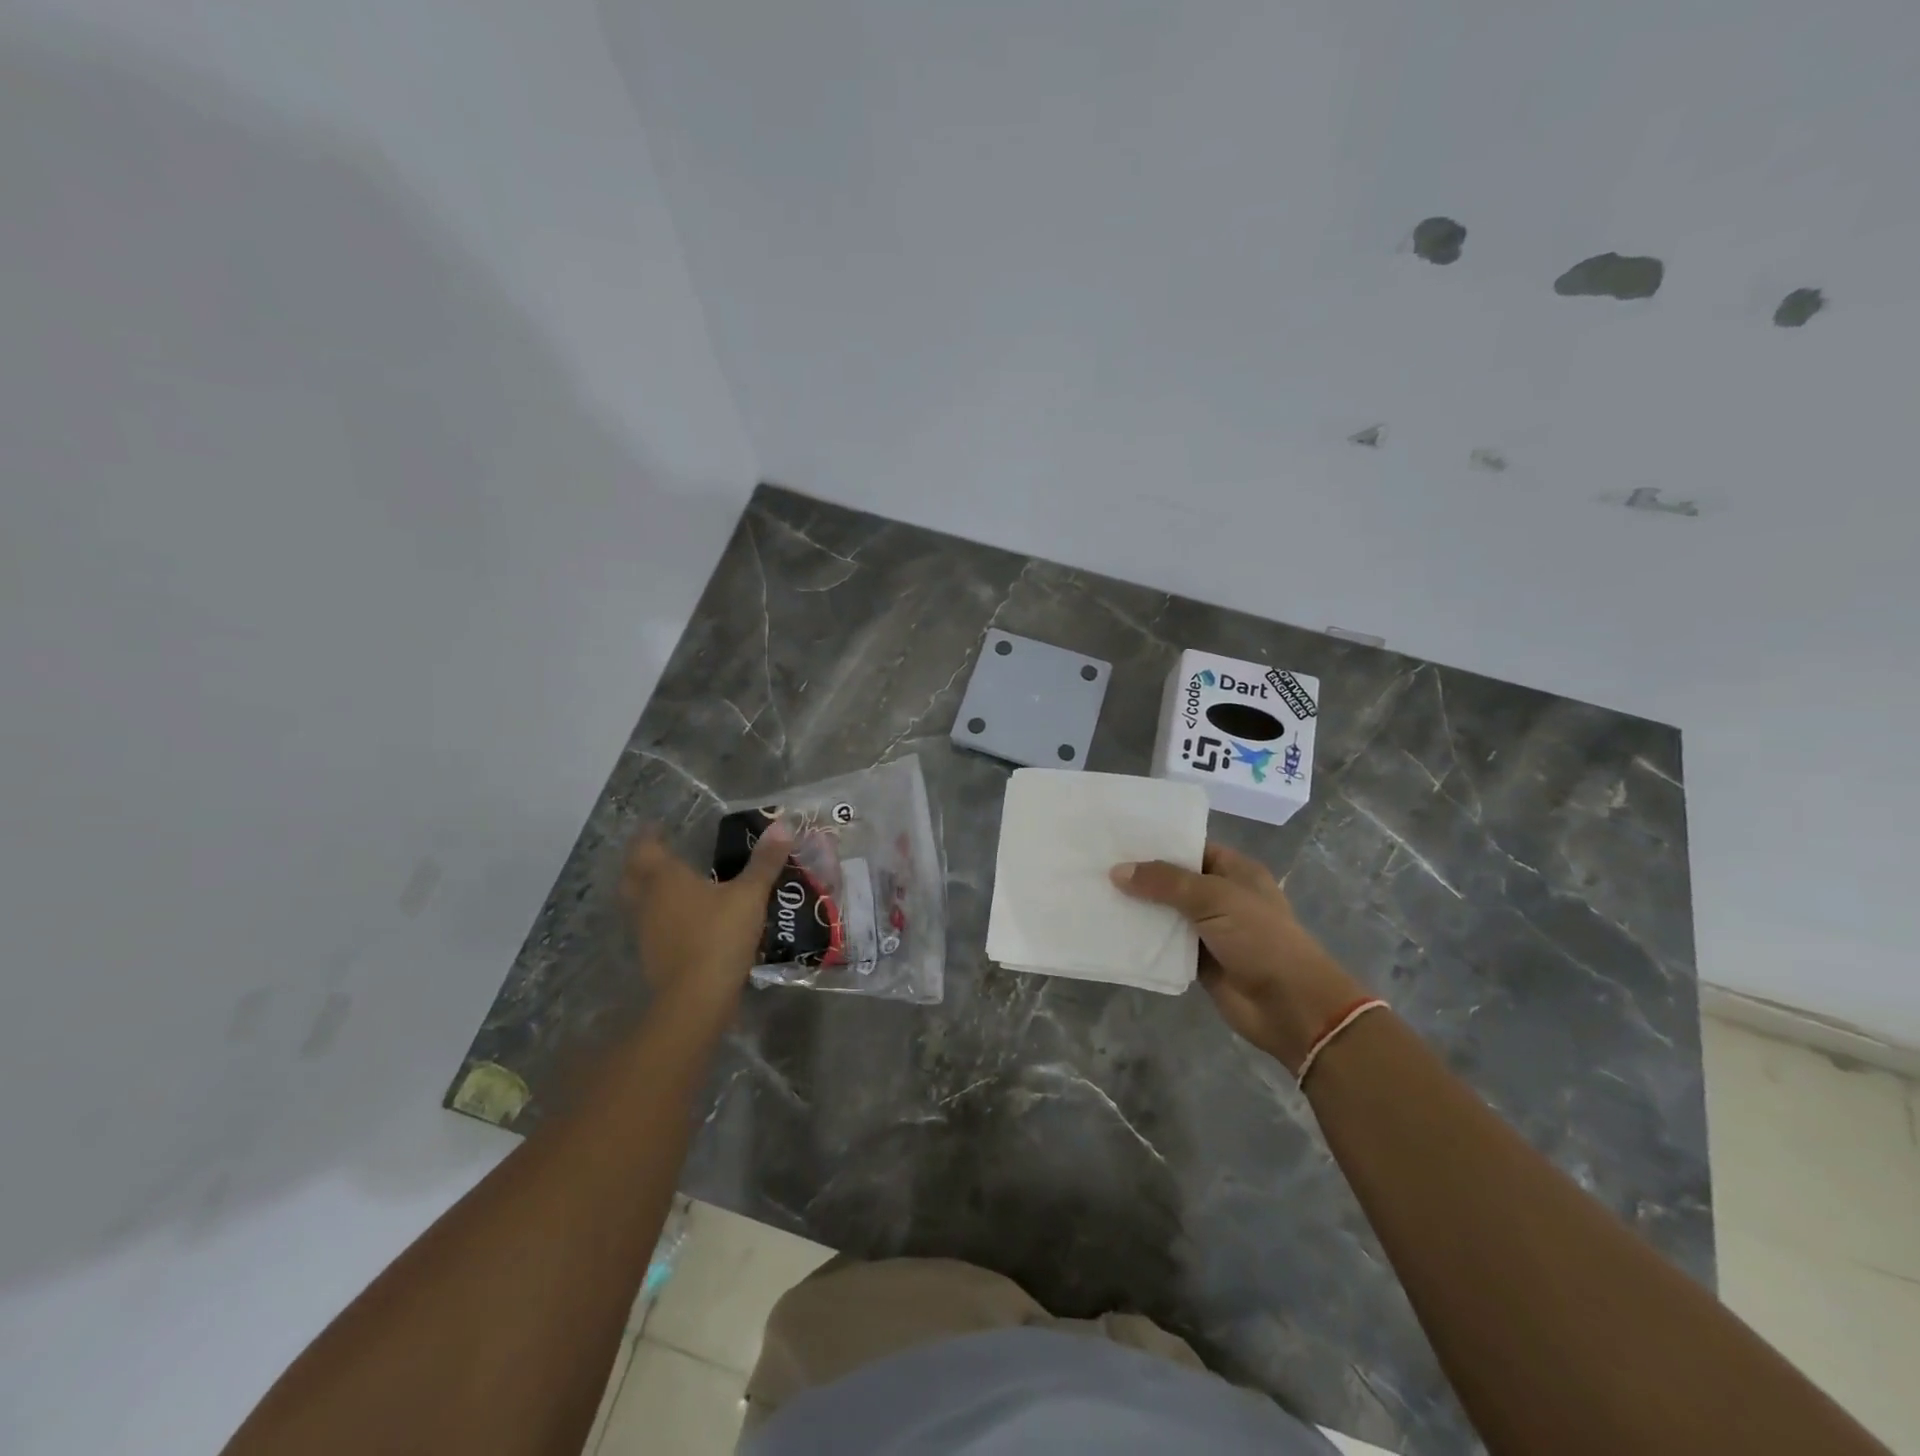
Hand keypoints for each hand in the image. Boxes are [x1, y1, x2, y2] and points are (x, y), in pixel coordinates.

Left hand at [622, 824, 792, 1000]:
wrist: (697, 998)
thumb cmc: (719, 935)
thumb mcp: (750, 895)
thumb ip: (764, 862)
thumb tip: (783, 825)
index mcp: (665, 878)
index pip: (645, 848)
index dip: (649, 835)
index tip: (657, 825)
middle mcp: (648, 901)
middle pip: (632, 875)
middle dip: (641, 862)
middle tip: (659, 853)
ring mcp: (647, 931)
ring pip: (639, 903)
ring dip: (650, 891)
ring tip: (674, 885)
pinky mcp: (653, 956)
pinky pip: (652, 927)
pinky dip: (663, 917)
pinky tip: (685, 920)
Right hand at [1111, 843, 1365, 1070]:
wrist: (1290, 1007)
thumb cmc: (1260, 939)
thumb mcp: (1214, 899)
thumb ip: (1166, 882)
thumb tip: (1118, 871)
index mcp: (1235, 871)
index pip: (1190, 847)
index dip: (1158, 843)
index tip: (1117, 837)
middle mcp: (1220, 896)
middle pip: (1173, 880)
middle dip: (1140, 875)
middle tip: (1095, 864)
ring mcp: (1208, 930)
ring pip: (1165, 913)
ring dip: (1137, 908)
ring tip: (1093, 893)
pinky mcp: (1197, 960)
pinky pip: (1164, 944)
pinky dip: (1142, 939)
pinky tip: (1109, 930)